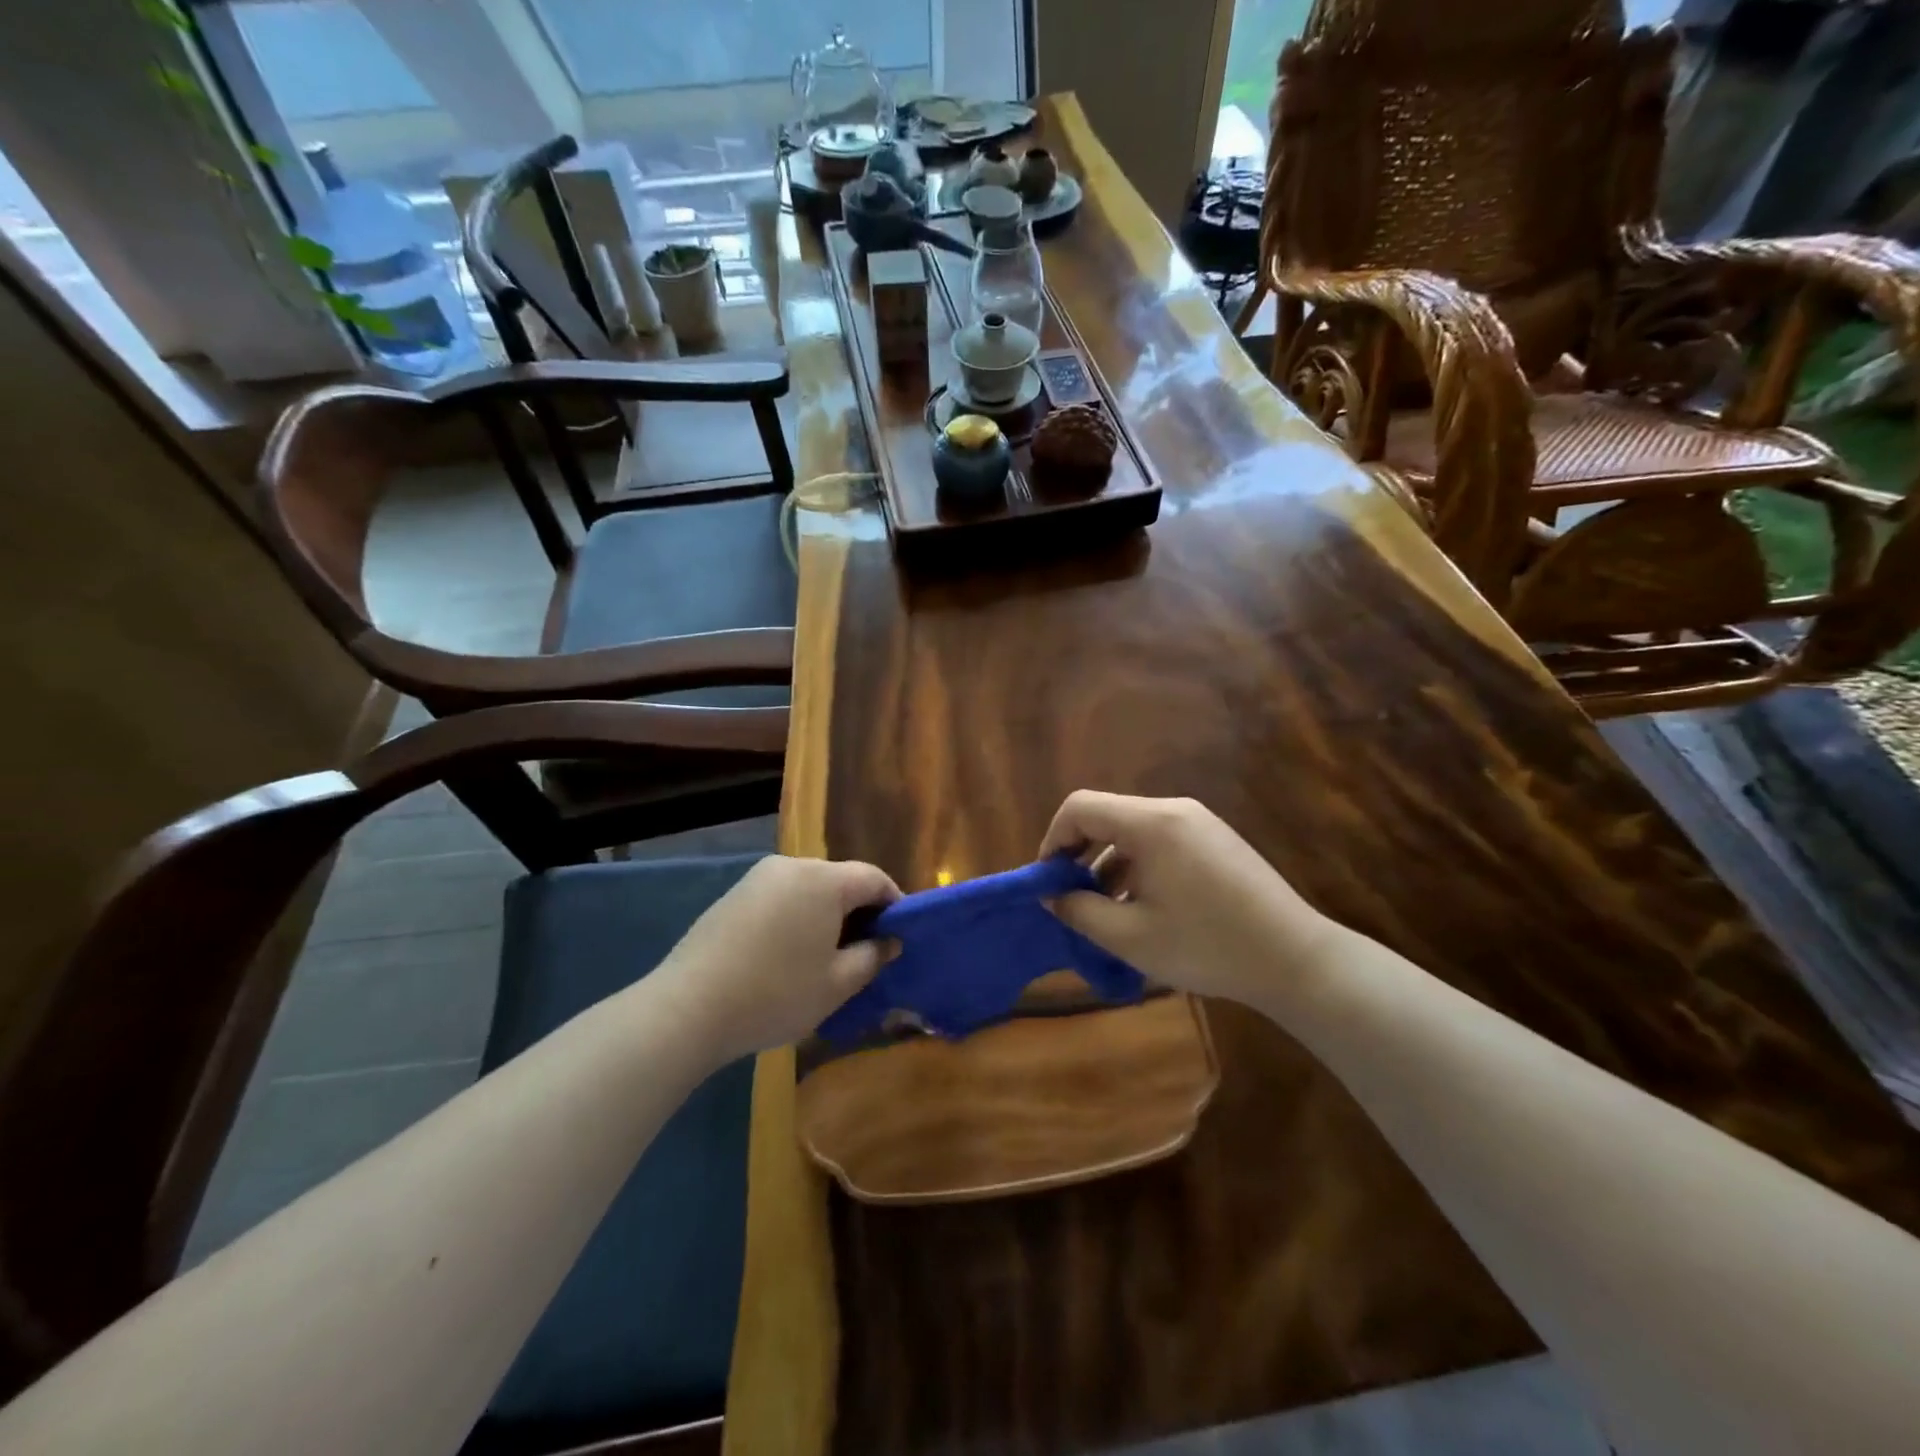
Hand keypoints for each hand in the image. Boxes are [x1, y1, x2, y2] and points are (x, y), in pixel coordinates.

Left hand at [654, 856, 899, 1062]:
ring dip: (826, 914)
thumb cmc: (776, 993)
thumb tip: (890, 941)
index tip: (900, 935)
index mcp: (824, 880)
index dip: (894, 904)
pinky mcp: (734, 895)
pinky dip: (796, 917)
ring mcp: (758, 878)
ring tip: (828, 955)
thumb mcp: (837, 984)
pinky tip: (789, 953)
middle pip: (840, 880)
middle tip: (866, 950)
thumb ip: (872, 956)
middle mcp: (792, 866)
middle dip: (859, 910)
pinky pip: (781, 898)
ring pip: (809, 889)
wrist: (688, 1008)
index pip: (874, 878)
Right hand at [1039, 792, 1337, 1007]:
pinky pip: (1160, 842)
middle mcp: (1174, 810)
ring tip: (1106, 912)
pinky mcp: (1216, 841)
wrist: (1295, 960)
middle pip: (1106, 816)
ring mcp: (1200, 823)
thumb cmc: (1206, 946)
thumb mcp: (1130, 936)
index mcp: (1151, 823)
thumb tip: (1051, 895)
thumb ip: (1079, 911)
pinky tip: (1143, 907)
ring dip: (1108, 864)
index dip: (1052, 840)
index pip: (1080, 807)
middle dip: (1079, 855)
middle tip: (1071, 899)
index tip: (1048, 882)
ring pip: (1133, 831)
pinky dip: (1138, 866)